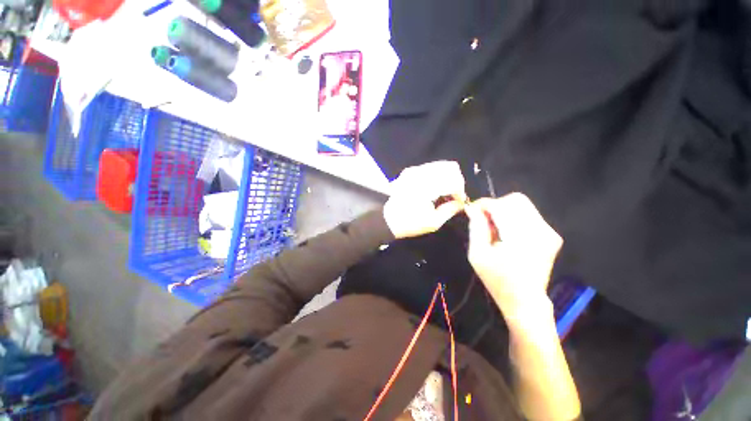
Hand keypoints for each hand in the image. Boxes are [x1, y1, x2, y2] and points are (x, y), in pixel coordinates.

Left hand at [383, 161, 466, 238]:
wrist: (387, 220)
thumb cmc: (410, 223)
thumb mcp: (433, 222)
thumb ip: (450, 210)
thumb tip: (461, 202)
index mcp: (426, 187)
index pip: (453, 180)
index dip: (460, 191)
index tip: (459, 202)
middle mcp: (420, 174)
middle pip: (450, 167)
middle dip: (456, 181)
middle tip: (454, 195)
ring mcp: (413, 171)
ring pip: (440, 165)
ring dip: (447, 177)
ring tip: (445, 192)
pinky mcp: (409, 171)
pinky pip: (430, 167)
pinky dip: (437, 175)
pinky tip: (435, 188)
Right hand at [465, 193, 562, 315]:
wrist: (525, 300)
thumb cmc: (497, 280)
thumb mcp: (477, 254)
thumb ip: (476, 227)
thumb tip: (472, 208)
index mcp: (521, 238)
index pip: (502, 205)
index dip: (484, 204)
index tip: (471, 209)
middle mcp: (540, 231)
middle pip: (516, 200)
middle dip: (495, 205)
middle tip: (483, 218)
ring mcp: (549, 232)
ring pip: (523, 205)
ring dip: (504, 210)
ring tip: (493, 227)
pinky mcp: (551, 234)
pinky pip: (529, 214)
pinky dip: (513, 217)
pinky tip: (505, 232)